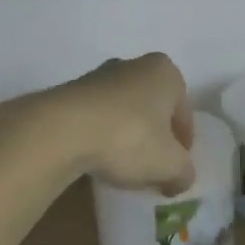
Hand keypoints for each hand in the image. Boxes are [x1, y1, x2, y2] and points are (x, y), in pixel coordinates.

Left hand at [45, 53, 195, 195]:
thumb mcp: (170, 165)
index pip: (184, 114)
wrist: (61, 130)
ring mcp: (99, 76)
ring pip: (124, 112)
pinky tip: (98, 159)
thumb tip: (181, 179)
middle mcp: (134, 65)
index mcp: (165, 73)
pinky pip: (97, 118)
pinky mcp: (70, 92)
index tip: (176, 168)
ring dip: (127, 135)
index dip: (184, 145)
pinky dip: (101, 136)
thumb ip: (184, 172)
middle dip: (155, 136)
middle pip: (154, 109)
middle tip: (153, 166)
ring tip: (123, 166)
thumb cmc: (129, 138)